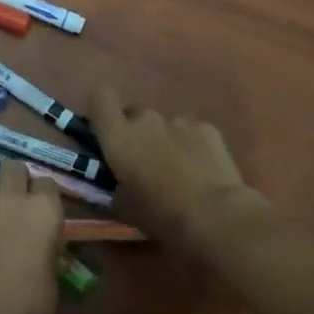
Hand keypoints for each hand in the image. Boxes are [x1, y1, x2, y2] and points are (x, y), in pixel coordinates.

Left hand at [0, 159, 64, 313]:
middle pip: (12, 168)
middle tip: (21, 205)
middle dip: (17, 180)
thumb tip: (38, 242)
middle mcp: (9, 201)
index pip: (47, 183)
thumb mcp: (53, 271)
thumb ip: (45, 244)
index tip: (47, 214)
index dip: (46, 198)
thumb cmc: (33, 306)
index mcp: (42, 209)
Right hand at [88, 87, 264, 256]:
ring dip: (165, 140)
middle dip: (135, 131)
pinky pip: (192, 132)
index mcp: (118, 137)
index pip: (100, 99)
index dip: (100, 109)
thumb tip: (120, 183)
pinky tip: (201, 170)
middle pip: (134, 113)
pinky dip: (192, 146)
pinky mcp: (208, 129)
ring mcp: (179, 121)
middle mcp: (146, 120)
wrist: (213, 214)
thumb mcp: (123, 207)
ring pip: (164, 124)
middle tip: (142, 159)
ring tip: (178, 169)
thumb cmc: (159, 213)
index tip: (103, 128)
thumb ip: (115, 186)